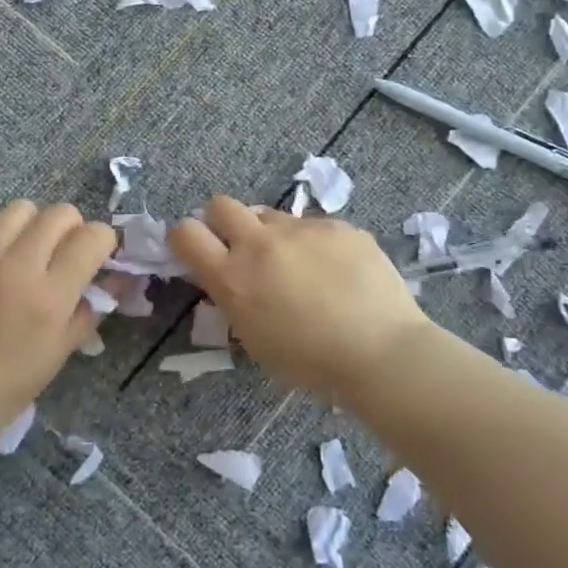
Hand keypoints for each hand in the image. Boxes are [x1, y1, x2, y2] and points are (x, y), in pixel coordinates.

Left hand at [0, 200, 116, 441]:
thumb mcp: (60, 352)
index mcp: (50, 295)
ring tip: (25, 250)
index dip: (103, 242)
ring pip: (22, 209)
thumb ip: (93, 308)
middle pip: (60, 213)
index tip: (97, 256)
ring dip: (33, 225)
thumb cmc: (6, 384)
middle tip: (62, 253)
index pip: (93, 236)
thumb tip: (119, 278)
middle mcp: (18, 265)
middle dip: (71, 228)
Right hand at [168, 195, 428, 402]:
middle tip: (242, 248)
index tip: (197, 250)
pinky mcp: (337, 225)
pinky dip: (316, 244)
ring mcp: (302, 229)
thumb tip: (232, 279)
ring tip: (300, 266)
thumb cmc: (312, 363)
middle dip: (223, 221)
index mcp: (233, 277)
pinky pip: (314, 227)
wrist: (381, 351)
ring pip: (271, 215)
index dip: (186, 238)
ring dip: (272, 235)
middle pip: (221, 204)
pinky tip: (339, 272)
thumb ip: (236, 301)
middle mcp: (261, 243)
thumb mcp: (256, 340)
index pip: (186, 233)